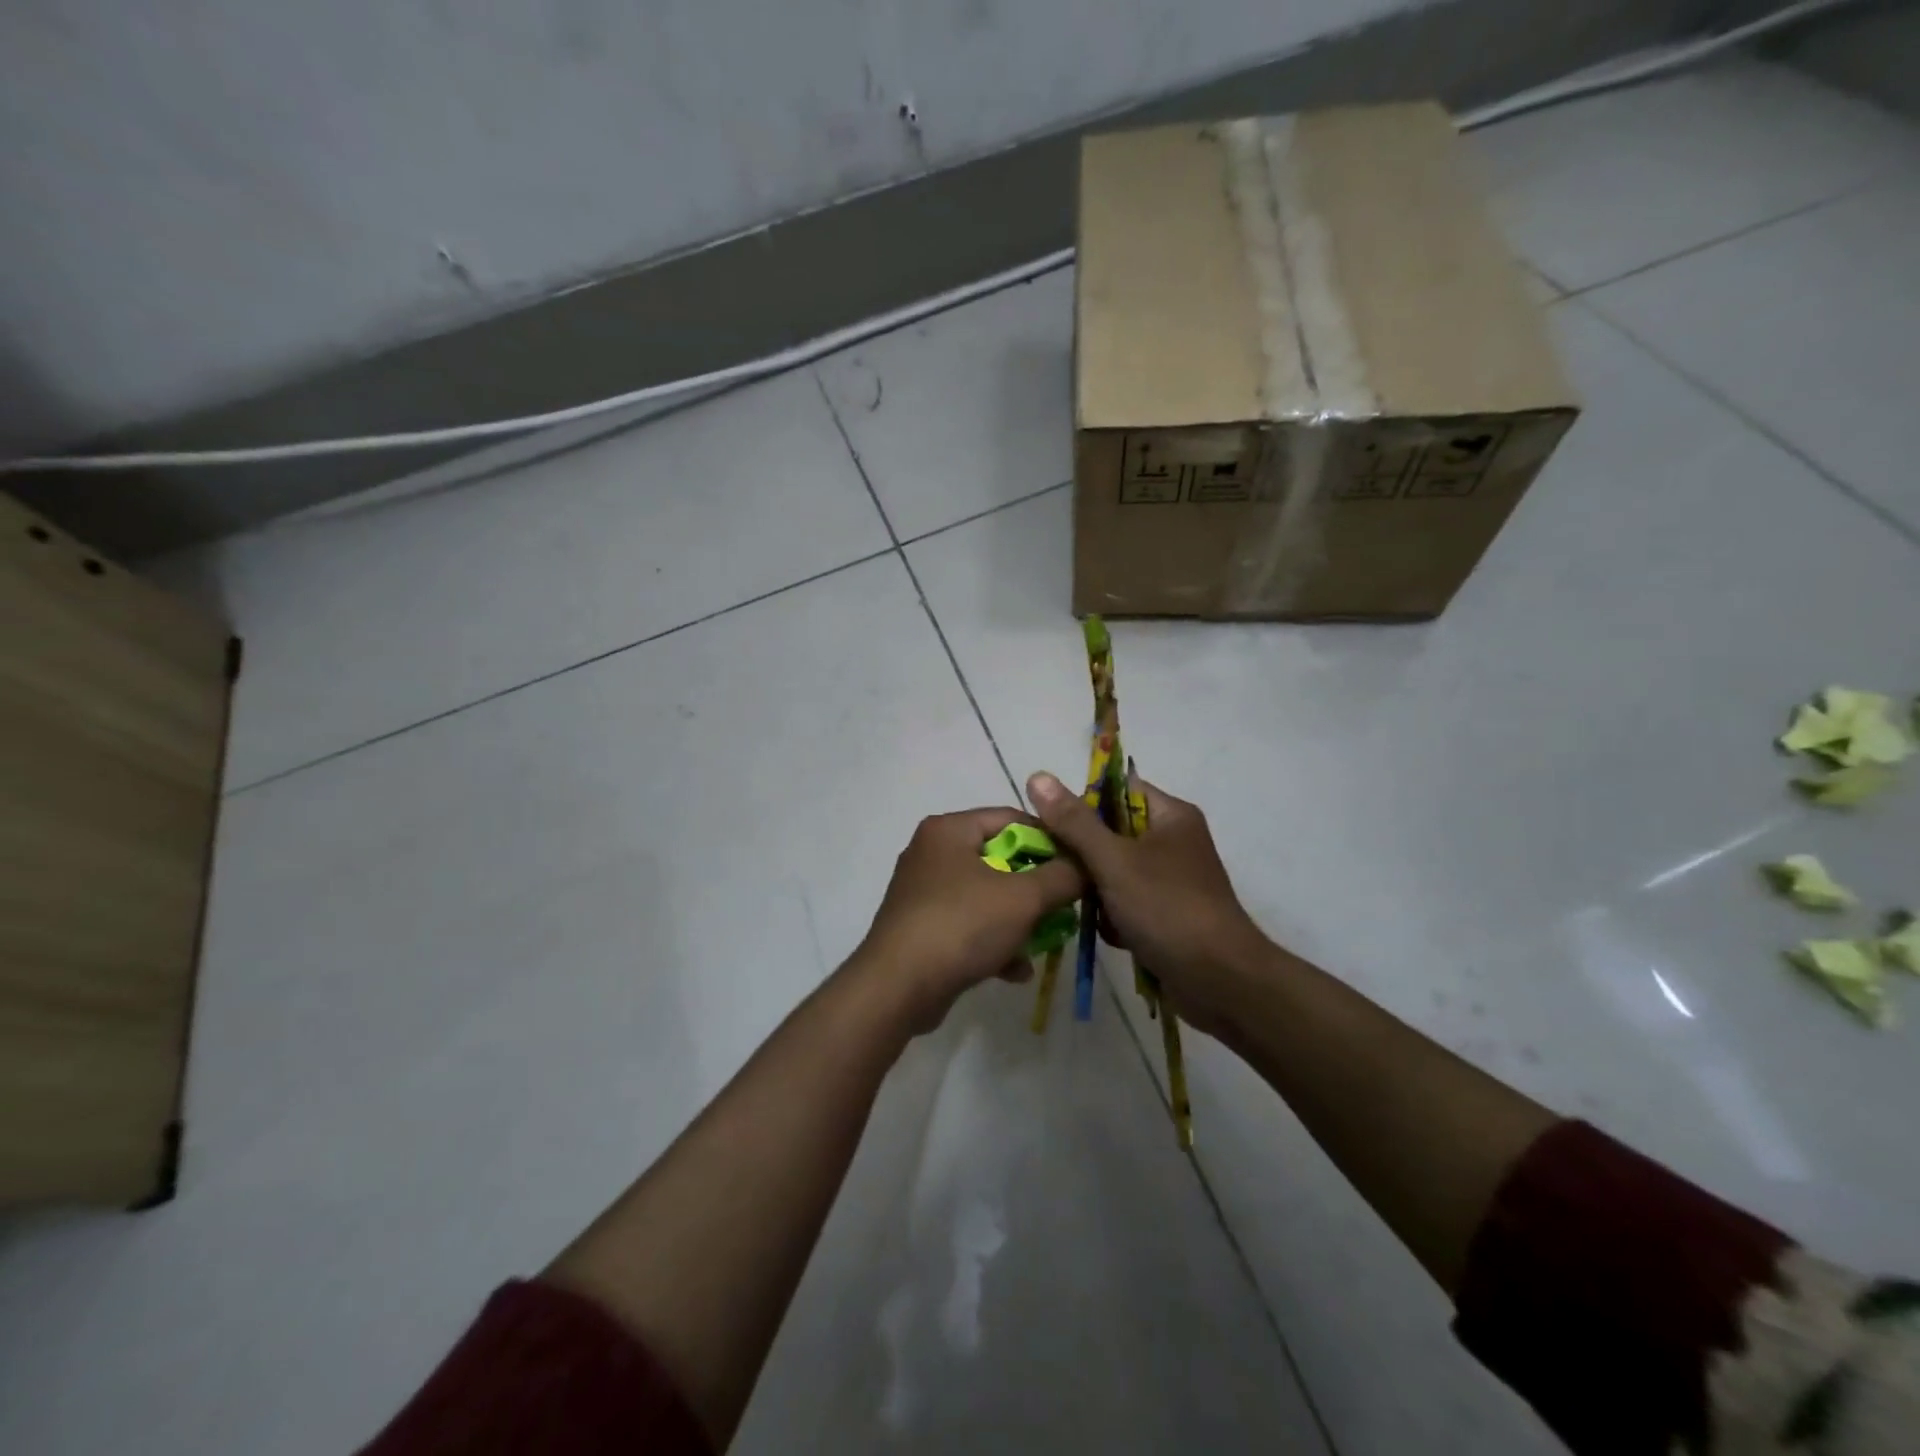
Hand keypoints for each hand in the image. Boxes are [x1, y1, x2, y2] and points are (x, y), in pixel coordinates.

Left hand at [849, 808, 1085, 1035]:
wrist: (897, 988)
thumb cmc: (961, 926)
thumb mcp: (1024, 898)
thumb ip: (1062, 876)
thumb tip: (1087, 866)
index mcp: (949, 830)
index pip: (1011, 818)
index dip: (1050, 839)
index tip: (1077, 866)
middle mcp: (932, 853)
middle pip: (1000, 859)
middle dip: (1036, 887)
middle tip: (1065, 906)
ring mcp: (923, 893)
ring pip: (986, 897)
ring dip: (1019, 920)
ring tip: (1047, 942)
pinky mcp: (921, 928)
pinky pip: (968, 926)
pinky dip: (994, 942)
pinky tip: (1017, 971)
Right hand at [1025, 771, 1269, 1040]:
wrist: (1220, 982)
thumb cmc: (1168, 909)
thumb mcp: (1114, 861)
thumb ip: (1074, 822)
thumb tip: (1037, 776)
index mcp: (1170, 815)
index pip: (1116, 790)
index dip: (1082, 803)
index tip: (1053, 828)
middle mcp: (1173, 840)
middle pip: (1110, 833)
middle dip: (1086, 858)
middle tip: (1065, 874)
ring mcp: (1171, 879)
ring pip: (1113, 871)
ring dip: (1098, 892)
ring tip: (1095, 912)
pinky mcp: (1166, 913)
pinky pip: (1125, 901)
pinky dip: (1115, 917)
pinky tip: (1115, 935)